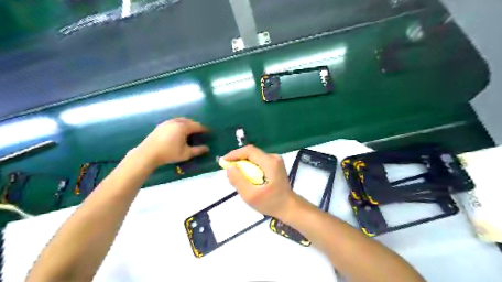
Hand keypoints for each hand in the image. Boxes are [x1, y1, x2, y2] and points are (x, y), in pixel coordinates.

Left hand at [135, 117, 209, 165]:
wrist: (148, 153)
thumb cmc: (169, 153)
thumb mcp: (186, 153)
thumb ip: (198, 150)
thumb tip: (207, 148)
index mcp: (183, 127)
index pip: (197, 126)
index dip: (204, 129)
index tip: (209, 132)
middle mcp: (176, 122)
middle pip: (189, 121)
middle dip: (196, 125)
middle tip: (200, 131)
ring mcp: (167, 122)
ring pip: (181, 120)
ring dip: (187, 124)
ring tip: (190, 131)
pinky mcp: (161, 125)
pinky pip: (174, 122)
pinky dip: (179, 125)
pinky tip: (178, 132)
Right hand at [223, 144, 294, 219]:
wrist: (288, 207)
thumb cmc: (270, 203)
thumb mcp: (251, 195)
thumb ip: (239, 180)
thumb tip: (229, 167)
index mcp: (270, 163)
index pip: (249, 151)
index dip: (234, 154)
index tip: (223, 162)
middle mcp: (274, 157)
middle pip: (251, 153)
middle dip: (238, 161)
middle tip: (229, 173)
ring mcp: (275, 160)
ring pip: (254, 157)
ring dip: (243, 165)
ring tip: (237, 177)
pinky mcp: (275, 164)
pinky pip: (258, 162)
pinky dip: (250, 168)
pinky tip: (247, 179)